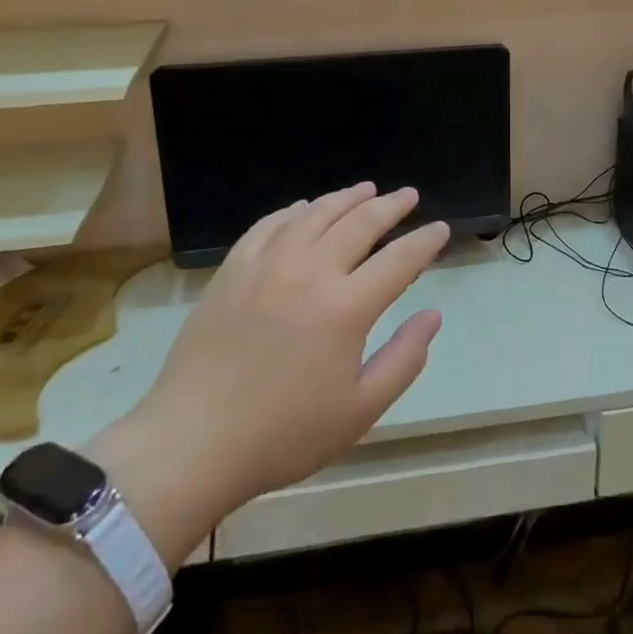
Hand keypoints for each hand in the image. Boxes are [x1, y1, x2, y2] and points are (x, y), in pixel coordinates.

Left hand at [91, 183, 445, 565]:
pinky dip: (293, 210)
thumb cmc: (283, 435)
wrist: (192, 445)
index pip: (399, 259)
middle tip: (408, 195)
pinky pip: (269, 225)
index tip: (441, 228)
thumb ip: (404, 359)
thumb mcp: (359, 411)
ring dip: (346, 198)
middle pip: (360, 223)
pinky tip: (304, 208)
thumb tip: (433, 315)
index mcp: (346, 307)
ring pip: (315, 214)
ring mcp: (267, 265)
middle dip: (391, 206)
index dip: (424, 241)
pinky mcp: (232, 270)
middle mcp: (310, 272)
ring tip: (366, 188)